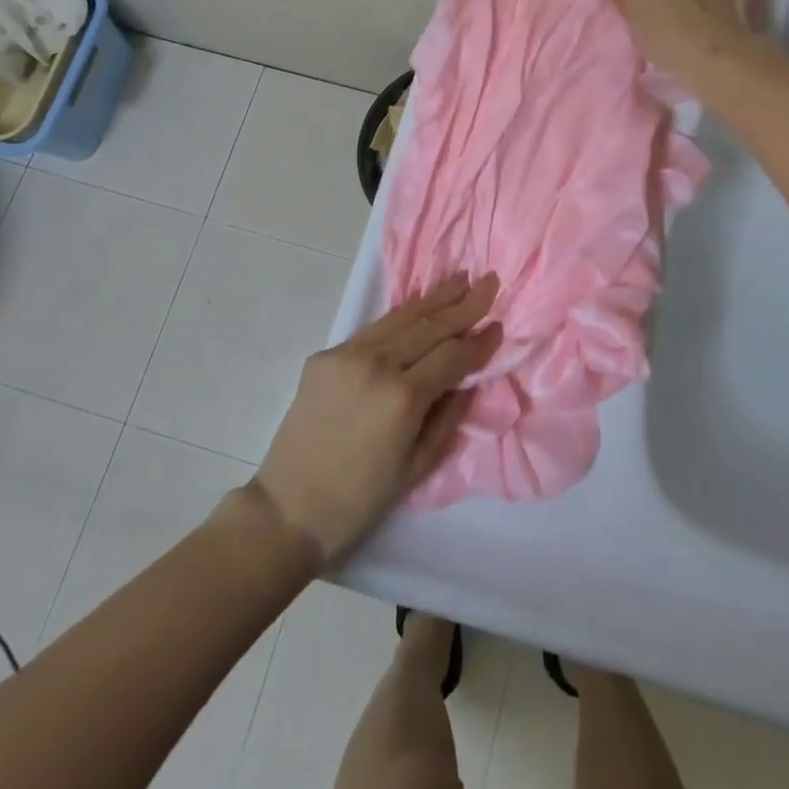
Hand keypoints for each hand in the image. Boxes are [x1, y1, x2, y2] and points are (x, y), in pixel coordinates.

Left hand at [253, 275, 501, 564]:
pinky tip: (418, 305)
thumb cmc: (361, 499)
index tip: (500, 325)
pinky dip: (401, 315)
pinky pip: (374, 329)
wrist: (288, 509)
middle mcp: (377, 364)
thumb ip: (449, 415)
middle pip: (430, 325)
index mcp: (403, 397)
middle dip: (464, 303)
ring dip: (434, 297)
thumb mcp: (418, 466)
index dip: (479, 340)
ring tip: (460, 279)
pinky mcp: (326, 355)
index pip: (453, 355)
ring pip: (401, 317)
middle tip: (490, 280)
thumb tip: (468, 378)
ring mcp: (347, 354)